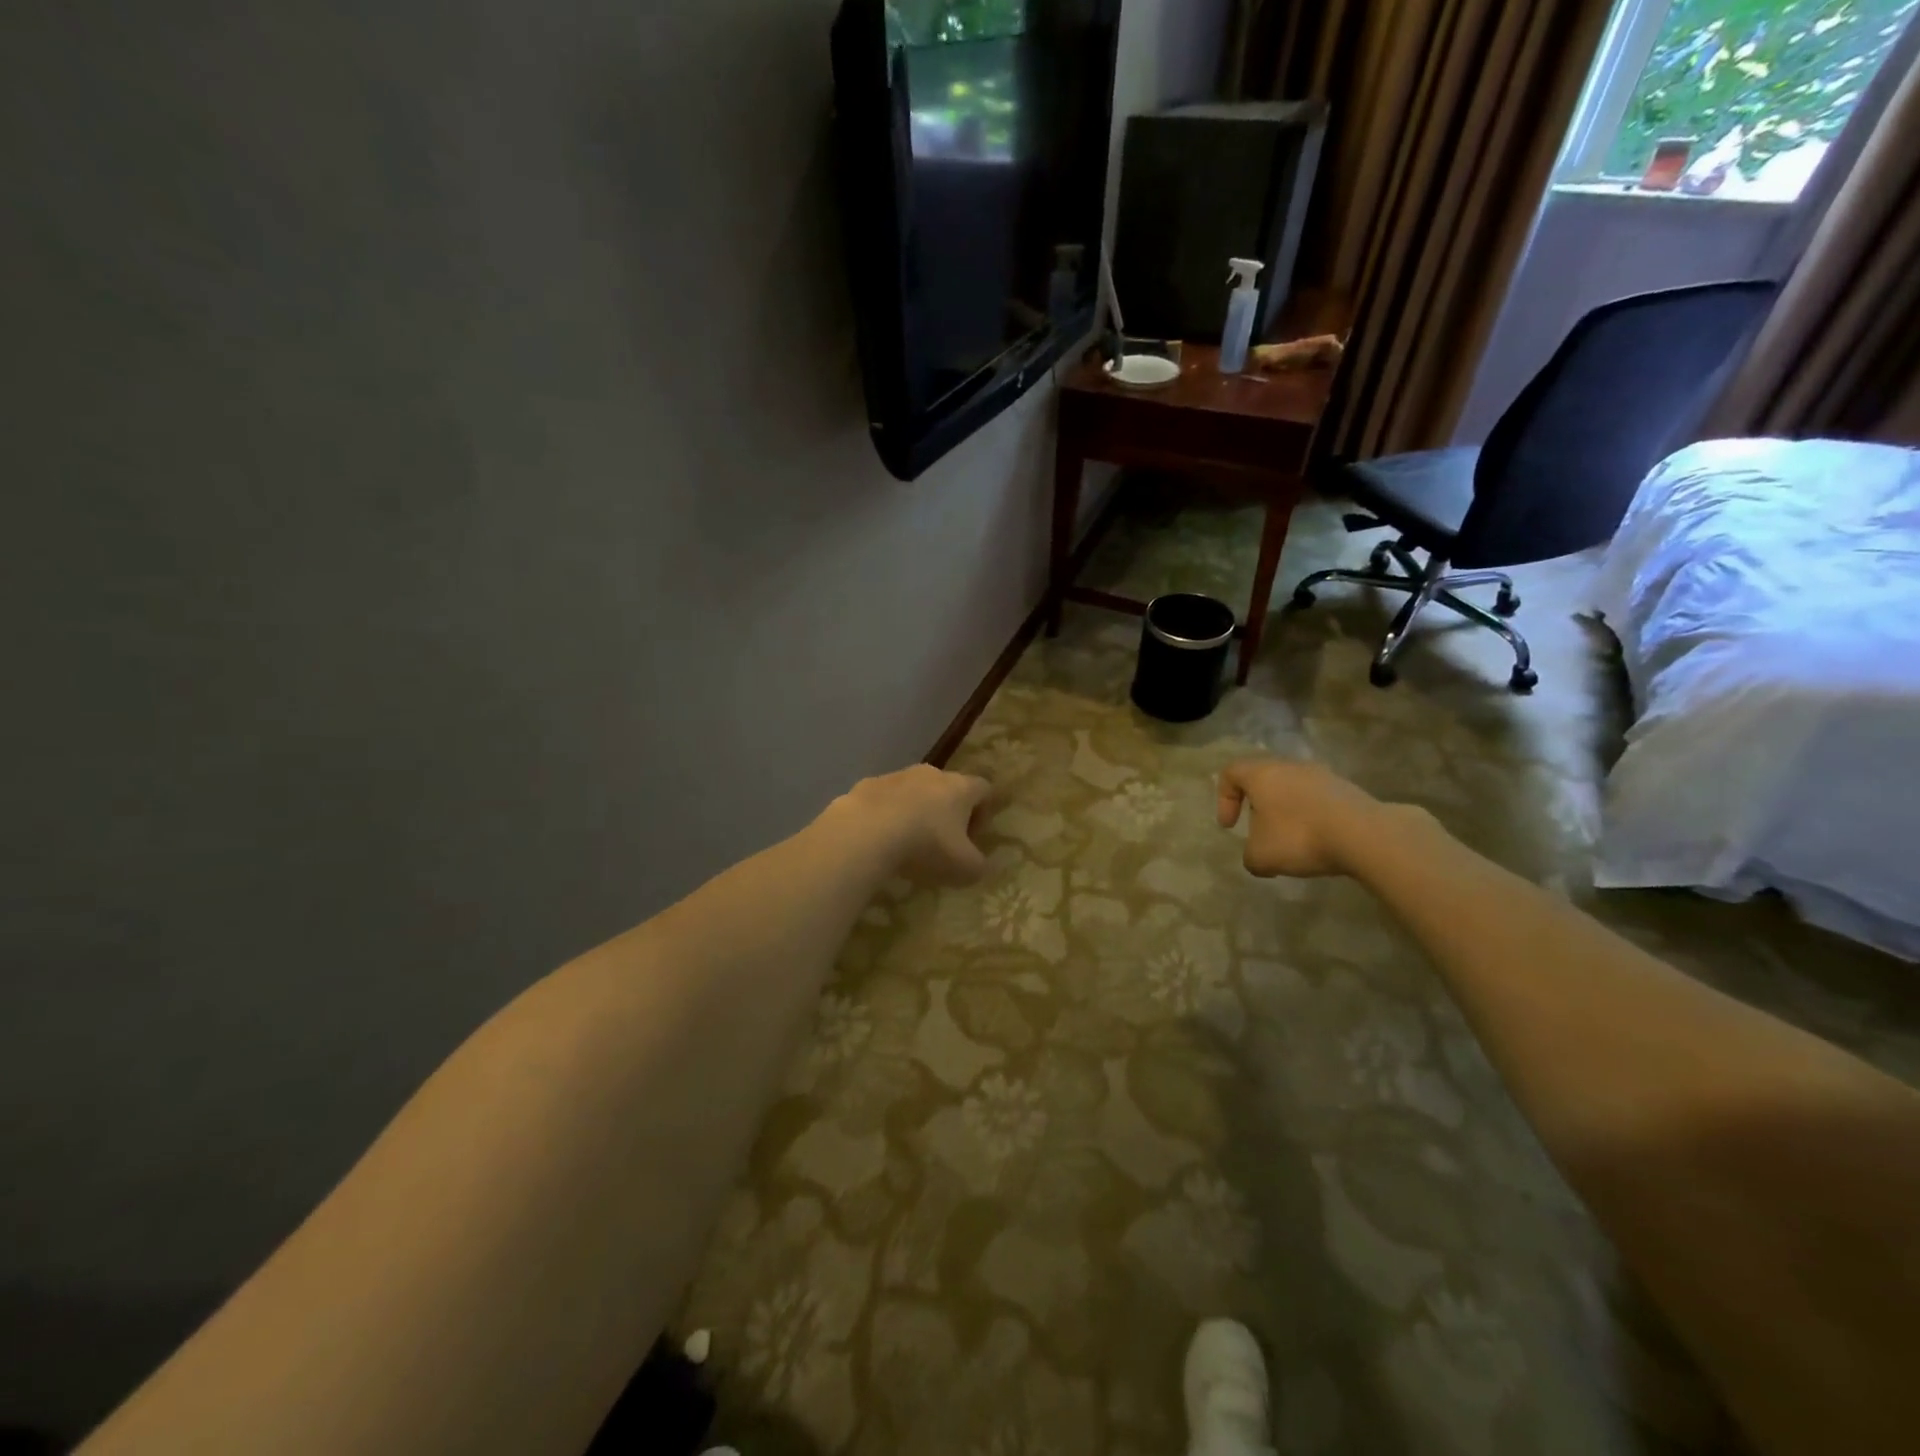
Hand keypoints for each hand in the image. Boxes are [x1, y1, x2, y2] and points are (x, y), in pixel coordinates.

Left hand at [827, 765, 993, 887]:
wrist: (866, 831)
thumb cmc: (926, 846)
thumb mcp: (964, 868)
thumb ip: (979, 867)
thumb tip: (979, 865)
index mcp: (960, 787)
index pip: (983, 789)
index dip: (984, 813)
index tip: (973, 839)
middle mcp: (931, 773)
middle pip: (948, 788)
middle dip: (948, 813)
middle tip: (942, 844)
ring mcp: (897, 776)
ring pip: (914, 792)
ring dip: (916, 813)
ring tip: (907, 844)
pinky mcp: (867, 785)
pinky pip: (885, 800)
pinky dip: (886, 816)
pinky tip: (879, 840)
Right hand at [1216, 759, 1390, 878]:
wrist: (1366, 835)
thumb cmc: (1300, 837)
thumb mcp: (1261, 856)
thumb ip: (1250, 855)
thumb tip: (1257, 857)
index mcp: (1262, 774)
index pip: (1231, 772)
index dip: (1224, 799)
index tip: (1231, 827)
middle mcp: (1291, 766)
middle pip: (1264, 779)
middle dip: (1258, 806)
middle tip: (1261, 832)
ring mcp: (1323, 775)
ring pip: (1293, 788)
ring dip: (1287, 812)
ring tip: (1293, 842)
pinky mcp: (1349, 789)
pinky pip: (1319, 800)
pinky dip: (1312, 817)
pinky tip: (1320, 842)